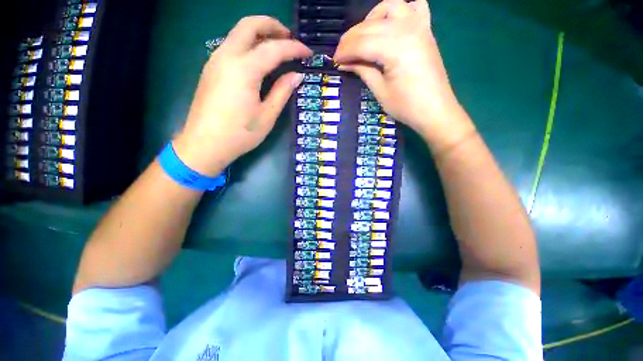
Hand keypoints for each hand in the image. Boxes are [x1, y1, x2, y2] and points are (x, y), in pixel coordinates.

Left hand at [173, 16, 311, 175]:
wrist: (204, 144)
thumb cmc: (240, 134)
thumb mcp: (267, 116)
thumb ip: (282, 91)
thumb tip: (296, 75)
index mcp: (244, 69)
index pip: (274, 48)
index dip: (294, 48)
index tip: (308, 52)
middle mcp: (227, 56)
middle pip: (249, 25)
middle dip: (272, 25)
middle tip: (289, 38)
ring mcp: (215, 60)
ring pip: (238, 32)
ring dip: (259, 33)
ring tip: (277, 47)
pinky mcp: (211, 69)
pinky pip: (231, 45)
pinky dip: (248, 44)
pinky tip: (259, 60)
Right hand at [334, 0, 463, 136]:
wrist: (435, 110)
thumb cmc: (406, 106)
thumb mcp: (380, 91)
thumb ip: (362, 71)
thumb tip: (344, 63)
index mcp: (396, 49)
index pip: (362, 43)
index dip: (345, 51)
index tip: (334, 60)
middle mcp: (408, 30)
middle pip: (371, 25)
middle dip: (351, 38)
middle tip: (341, 53)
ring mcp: (420, 26)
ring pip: (389, 8)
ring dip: (371, 19)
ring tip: (362, 37)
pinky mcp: (426, 30)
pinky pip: (414, 7)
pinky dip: (399, 11)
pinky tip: (390, 24)